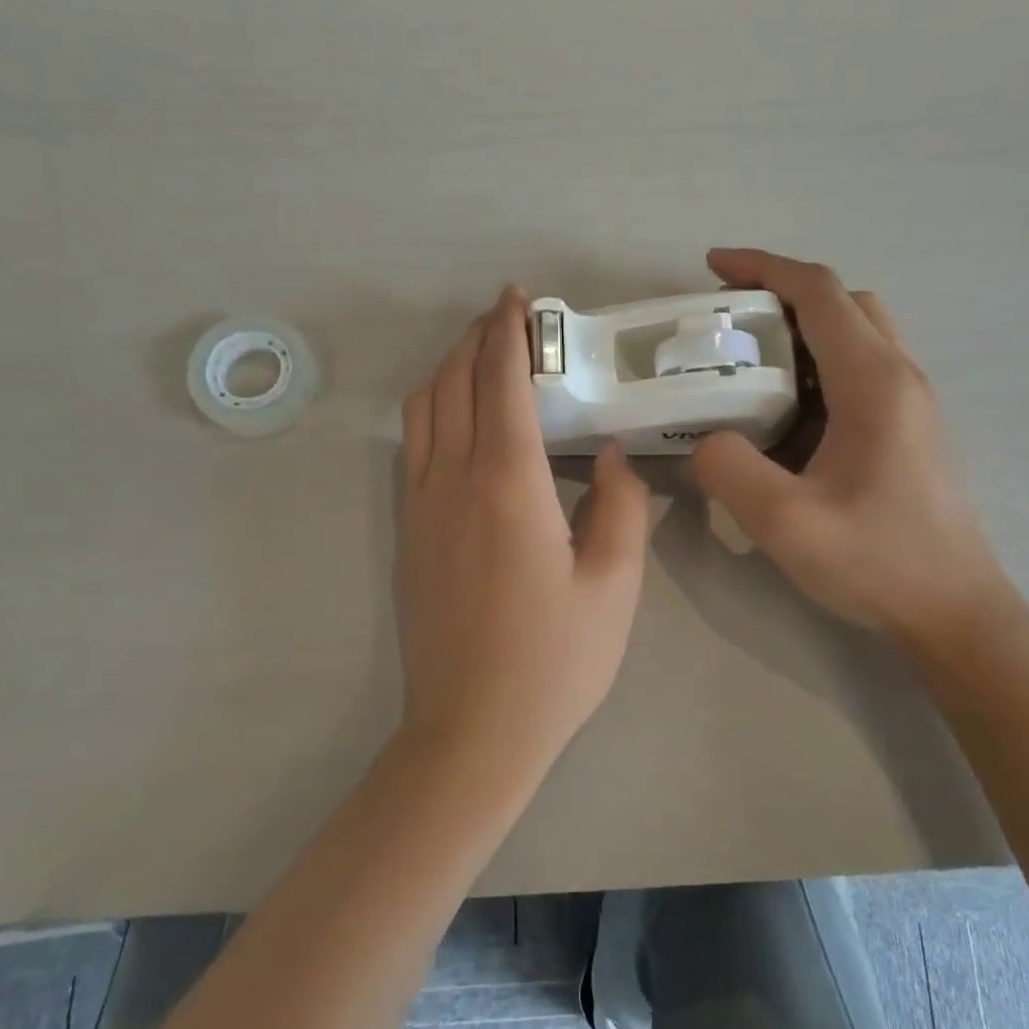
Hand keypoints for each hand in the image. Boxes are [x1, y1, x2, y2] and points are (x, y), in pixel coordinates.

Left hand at [397, 286, 651, 769]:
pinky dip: (434, 410)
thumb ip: (621, 507)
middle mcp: (451, 480)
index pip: (500, 381)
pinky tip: (461, 424)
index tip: (519, 298)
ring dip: (449, 370)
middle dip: (477, 338)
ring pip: (422, 410)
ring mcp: (419, 506)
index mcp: (507, 484)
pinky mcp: (407, 533)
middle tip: (509, 320)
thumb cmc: (554, 661)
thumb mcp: (614, 586)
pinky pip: (414, 446)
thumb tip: (612, 456)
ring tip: (483, 362)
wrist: (472, 730)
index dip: (509, 331)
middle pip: (452, 382)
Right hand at [692, 249, 1007, 646]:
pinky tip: (779, 413)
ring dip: (798, 333)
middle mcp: (898, 376)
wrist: (953, 611)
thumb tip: (708, 438)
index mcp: (873, 382)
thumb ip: (729, 468)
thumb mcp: (783, 522)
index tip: (711, 267)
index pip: (819, 293)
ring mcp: (908, 402)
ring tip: (743, 365)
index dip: (763, 268)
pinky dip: (813, 368)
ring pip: (853, 335)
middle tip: (726, 324)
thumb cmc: (876, 561)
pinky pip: (856, 372)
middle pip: (841, 303)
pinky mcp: (906, 429)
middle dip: (779, 296)